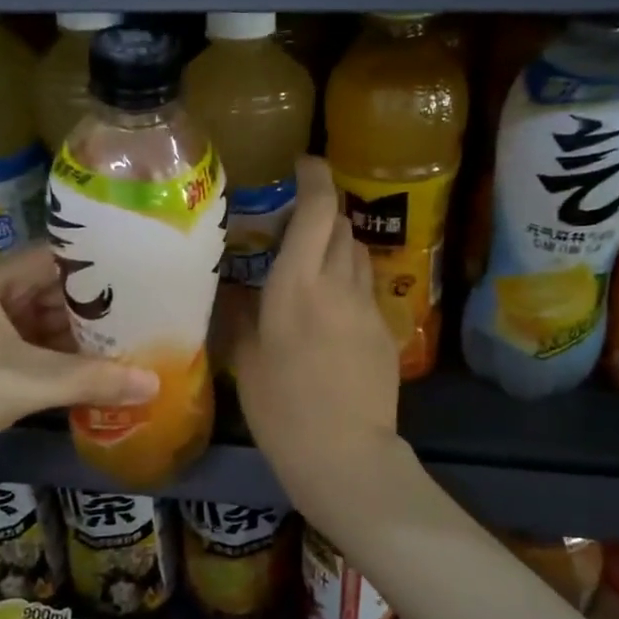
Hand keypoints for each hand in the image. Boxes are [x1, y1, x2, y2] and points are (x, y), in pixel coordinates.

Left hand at [0, 245, 158, 480]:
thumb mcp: (26, 382)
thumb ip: (92, 379)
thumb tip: (154, 383)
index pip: (55, 257)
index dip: (98, 265)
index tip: (143, 274)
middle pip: (53, 290)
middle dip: (95, 306)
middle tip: (146, 313)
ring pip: (45, 322)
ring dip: (81, 336)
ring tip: (132, 340)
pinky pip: (34, 349)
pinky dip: (62, 359)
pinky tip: (99, 370)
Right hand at [230, 156, 399, 480]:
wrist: (345, 454)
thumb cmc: (282, 407)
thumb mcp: (246, 359)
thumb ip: (240, 316)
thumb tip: (234, 293)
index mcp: (297, 285)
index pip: (318, 211)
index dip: (316, 178)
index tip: (304, 165)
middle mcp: (337, 284)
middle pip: (342, 225)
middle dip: (323, 212)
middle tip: (296, 223)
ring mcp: (368, 306)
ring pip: (358, 254)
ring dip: (338, 245)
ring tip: (312, 261)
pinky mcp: (385, 330)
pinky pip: (366, 288)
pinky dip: (348, 280)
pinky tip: (330, 308)